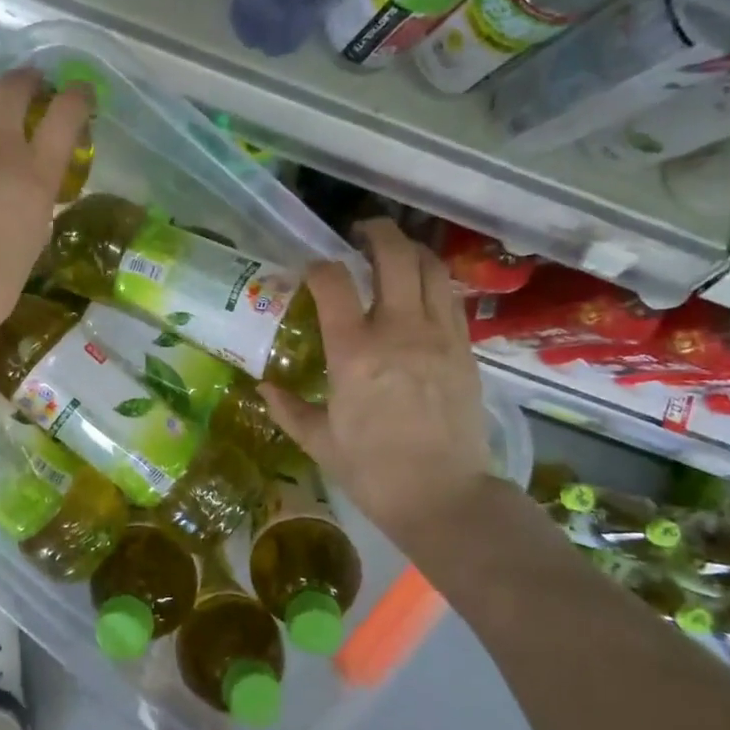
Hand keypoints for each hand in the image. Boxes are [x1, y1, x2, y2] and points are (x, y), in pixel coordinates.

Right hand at [262, 218, 496, 545]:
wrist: (445, 497)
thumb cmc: (373, 471)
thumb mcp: (319, 442)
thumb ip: (288, 408)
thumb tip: (263, 387)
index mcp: (354, 352)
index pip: (334, 282)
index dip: (318, 266)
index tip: (309, 270)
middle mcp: (399, 330)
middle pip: (394, 255)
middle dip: (375, 232)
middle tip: (359, 232)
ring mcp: (439, 336)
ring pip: (431, 268)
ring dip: (410, 250)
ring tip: (394, 252)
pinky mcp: (465, 349)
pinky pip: (451, 298)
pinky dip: (434, 281)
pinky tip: (420, 291)